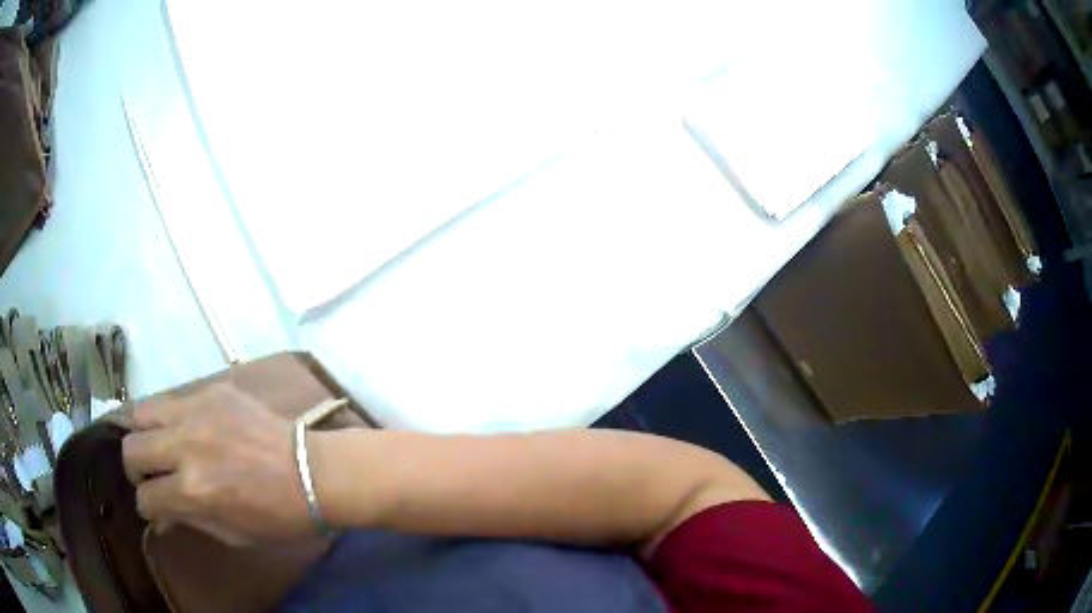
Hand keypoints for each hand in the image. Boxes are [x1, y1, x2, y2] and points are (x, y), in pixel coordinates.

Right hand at [122, 383, 311, 544]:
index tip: (154, 507)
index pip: (145, 496)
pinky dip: (168, 417)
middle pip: (132, 448)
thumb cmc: (278, 516)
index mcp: (193, 490)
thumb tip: (158, 518)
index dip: (147, 507)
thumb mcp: (232, 533)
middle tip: (150, 475)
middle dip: (135, 468)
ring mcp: (197, 412)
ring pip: (142, 412)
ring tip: (158, 447)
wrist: (314, 472)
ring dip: (144, 434)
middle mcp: (186, 446)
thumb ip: (188, 520)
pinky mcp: (212, 390)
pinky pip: (172, 399)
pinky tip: (183, 430)